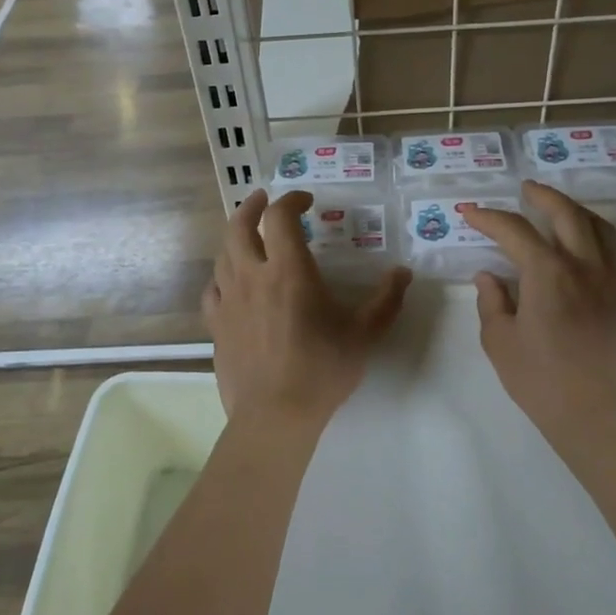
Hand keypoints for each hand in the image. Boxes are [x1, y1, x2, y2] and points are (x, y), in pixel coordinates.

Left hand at [202, 190, 410, 433]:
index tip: (305, 201)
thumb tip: (403, 273)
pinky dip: (221, 276)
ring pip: (222, 254)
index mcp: (288, 270)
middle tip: (263, 200)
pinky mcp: (216, 325)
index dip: (290, 200)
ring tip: (248, 237)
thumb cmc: (323, 369)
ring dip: (235, 237)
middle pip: (238, 225)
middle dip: (251, 206)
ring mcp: (229, 300)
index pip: (280, 217)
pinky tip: (230, 282)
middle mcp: (252, 275)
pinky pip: (212, 289)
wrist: (275, 415)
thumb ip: (386, 300)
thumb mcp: (364, 333)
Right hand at [458, 181, 615, 445]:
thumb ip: (492, 302)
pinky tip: (577, 243)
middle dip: (542, 196)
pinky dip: (592, 232)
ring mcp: (607, 281)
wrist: (596, 415)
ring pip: (597, 227)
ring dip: (574, 209)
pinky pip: (610, 249)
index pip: (514, 231)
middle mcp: (582, 267)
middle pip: (566, 214)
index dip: (488, 217)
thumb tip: (490, 277)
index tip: (469, 212)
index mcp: (548, 273)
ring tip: (556, 207)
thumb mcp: (500, 341)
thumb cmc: (540, 379)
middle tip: (524, 189)